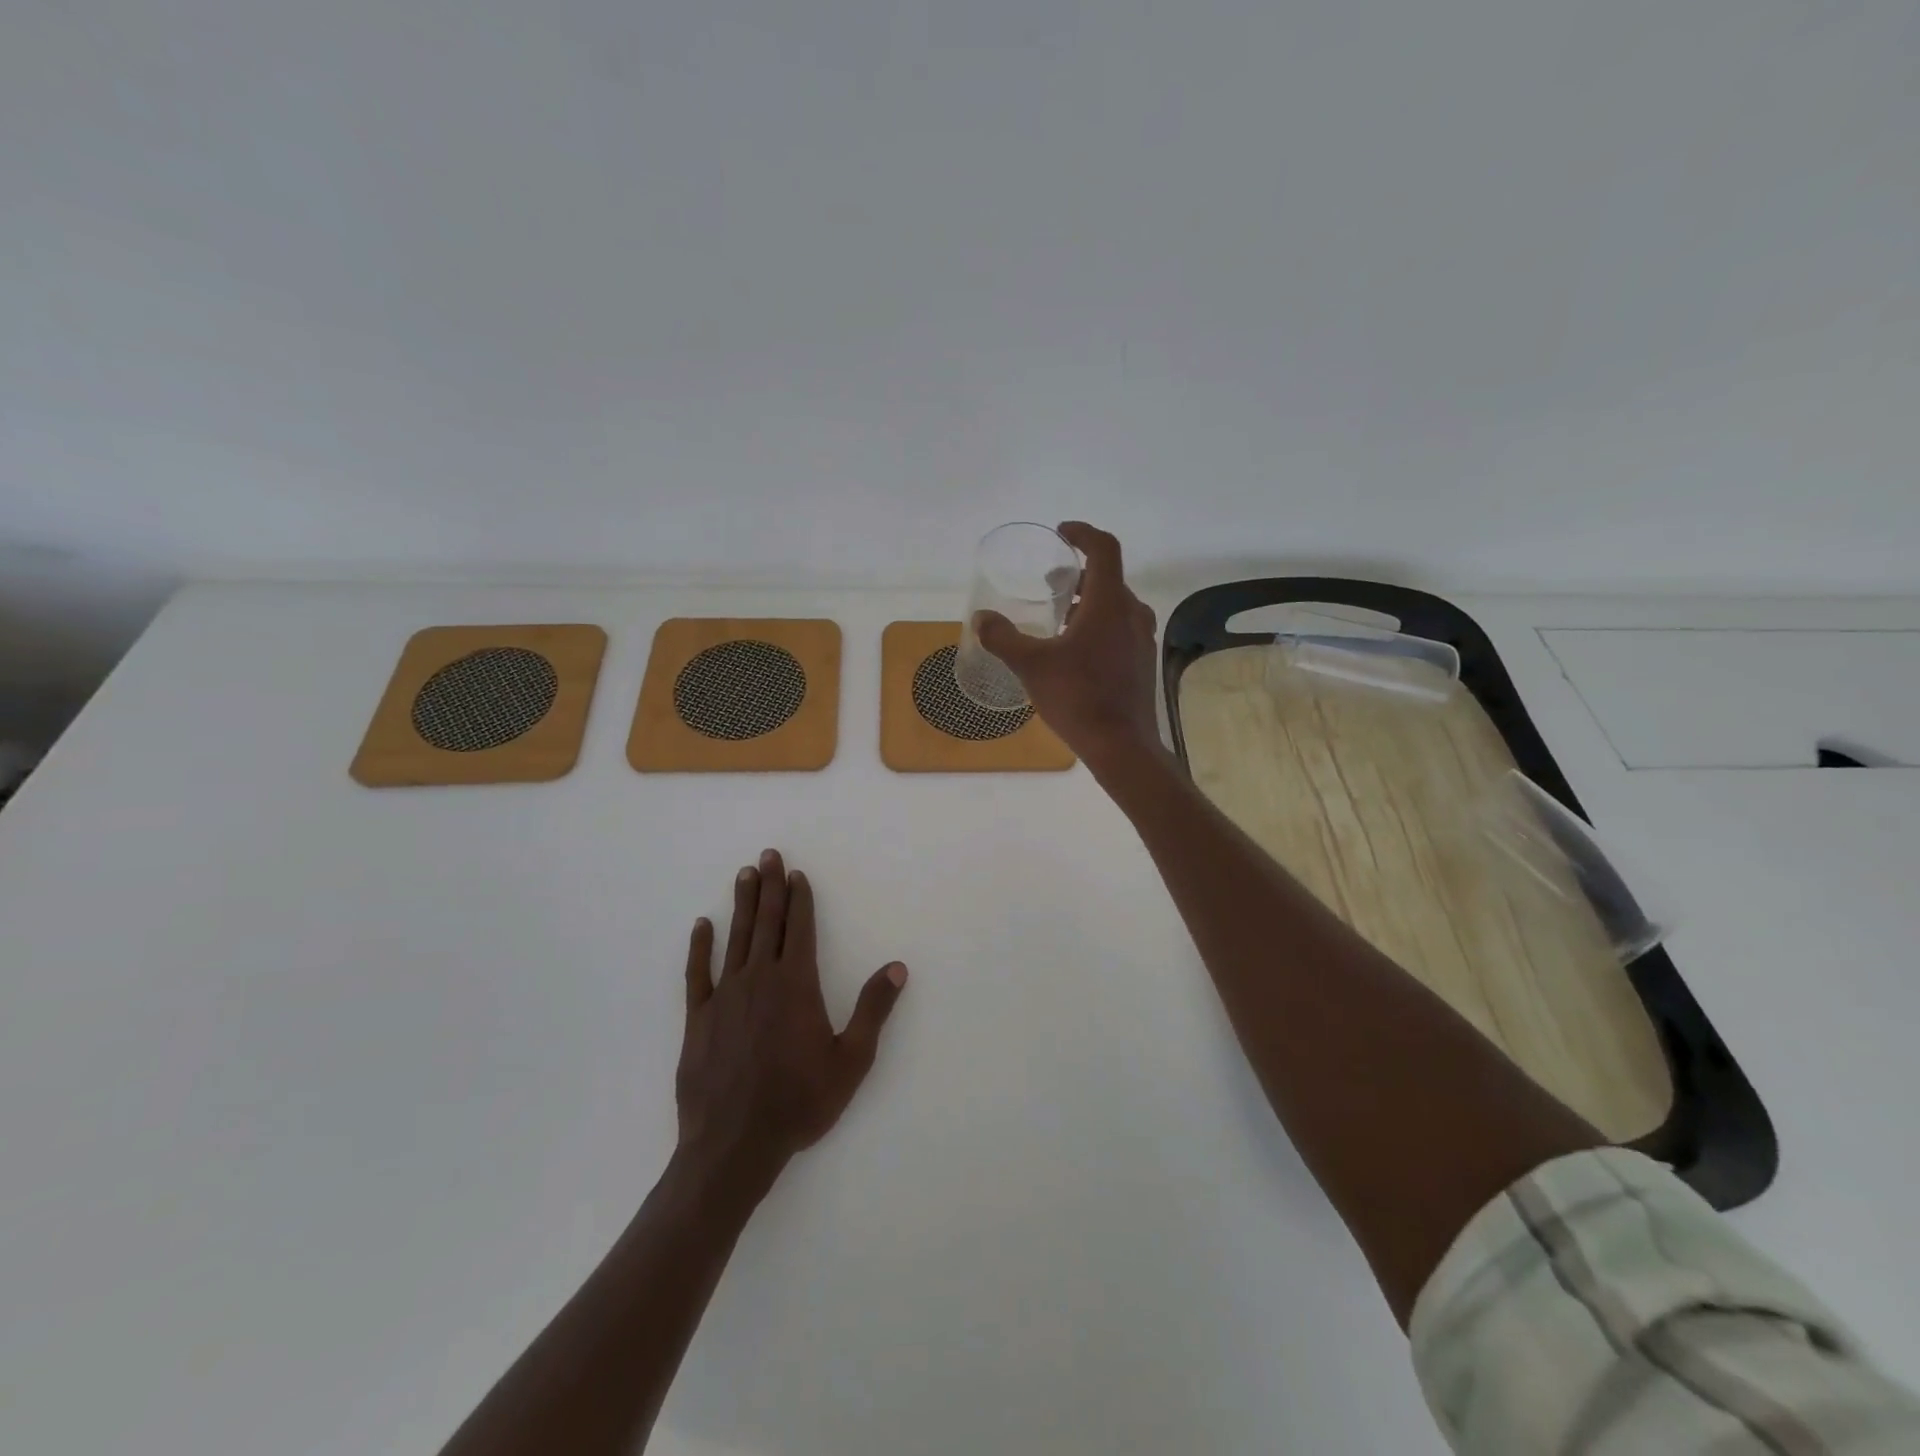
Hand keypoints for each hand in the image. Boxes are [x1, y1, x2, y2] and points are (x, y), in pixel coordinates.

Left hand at [675, 850, 907, 1190]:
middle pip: (767, 922)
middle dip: (770, 886)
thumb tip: (896, 967)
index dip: (800, 898)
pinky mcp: (698, 1018)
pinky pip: (697, 973)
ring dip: (741, 904)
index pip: (800, 928)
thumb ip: (872, 1010)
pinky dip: (699, 946)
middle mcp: (759, 978)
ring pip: (735, 938)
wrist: (735, 1145)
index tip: (797, 873)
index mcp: (796, 984)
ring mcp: (725, 995)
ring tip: (744, 874)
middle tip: (768, 855)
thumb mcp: (851, 1060)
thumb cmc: (799, 1102)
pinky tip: (701, 925)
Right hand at [976, 521, 1161, 773]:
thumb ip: (1002, 638)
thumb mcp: (1031, 665)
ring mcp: (1141, 639)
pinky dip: (1099, 625)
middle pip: (1109, 578)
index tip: (1062, 533)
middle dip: (1079, 574)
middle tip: (1051, 583)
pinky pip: (1121, 628)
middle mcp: (1132, 614)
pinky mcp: (1143, 662)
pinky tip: (1076, 652)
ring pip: (1116, 605)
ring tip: (1059, 618)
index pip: (1104, 549)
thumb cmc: (1077, 698)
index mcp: (1109, 603)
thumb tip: (981, 618)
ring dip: (1088, 602)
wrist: (1122, 746)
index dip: (1083, 534)